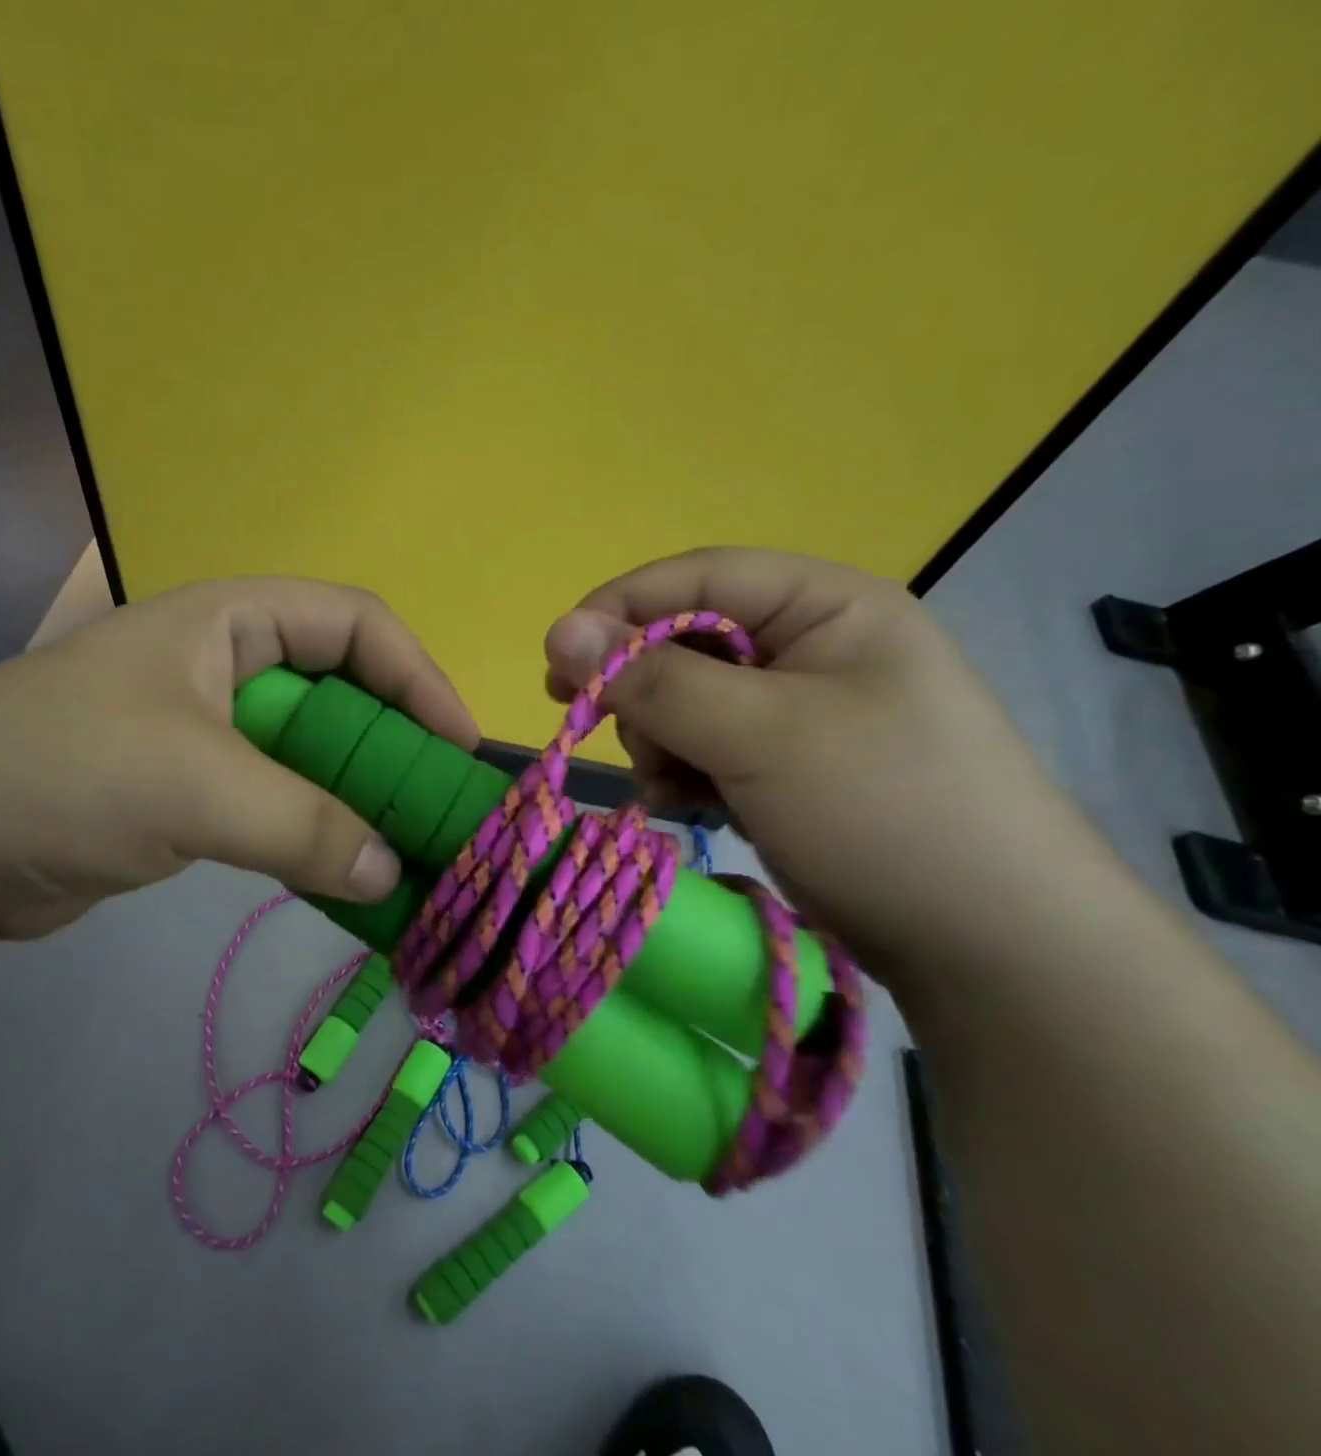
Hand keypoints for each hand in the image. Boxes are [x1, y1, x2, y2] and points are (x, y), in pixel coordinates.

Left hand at [0, 578, 477, 939]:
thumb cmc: (64, 773)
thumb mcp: (195, 786)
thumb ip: (304, 825)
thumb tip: (391, 869)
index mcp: (230, 621)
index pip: (356, 623)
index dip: (418, 677)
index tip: (459, 747)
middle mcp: (225, 665)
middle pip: (341, 692)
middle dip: (394, 749)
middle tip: (439, 812)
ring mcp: (206, 731)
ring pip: (311, 756)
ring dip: (357, 801)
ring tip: (407, 854)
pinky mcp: (188, 792)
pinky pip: (276, 804)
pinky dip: (314, 836)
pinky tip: (346, 876)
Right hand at [543, 548, 1099, 980]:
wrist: (988, 946)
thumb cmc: (882, 811)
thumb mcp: (759, 735)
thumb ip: (653, 680)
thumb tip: (557, 630)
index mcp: (824, 606)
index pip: (697, 578)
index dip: (620, 611)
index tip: (558, 663)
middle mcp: (808, 647)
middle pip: (683, 642)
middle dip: (643, 694)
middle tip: (631, 743)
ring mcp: (796, 711)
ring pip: (683, 702)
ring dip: (660, 742)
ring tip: (674, 789)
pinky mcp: (783, 766)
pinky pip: (702, 748)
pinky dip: (680, 774)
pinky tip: (683, 807)